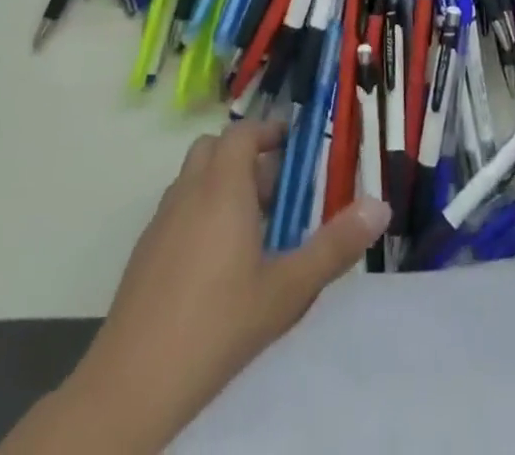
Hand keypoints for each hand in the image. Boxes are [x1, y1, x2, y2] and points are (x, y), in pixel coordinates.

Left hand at [36, 121, 389, 452]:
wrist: (133, 383)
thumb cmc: (219, 325)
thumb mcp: (288, 289)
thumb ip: (335, 246)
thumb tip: (380, 205)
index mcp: (223, 187)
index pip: (242, 132)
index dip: (268, 131)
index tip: (293, 146)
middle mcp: (189, 191)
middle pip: (215, 148)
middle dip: (247, 158)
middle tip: (277, 193)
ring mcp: (161, 220)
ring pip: (194, 178)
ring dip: (223, 183)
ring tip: (253, 230)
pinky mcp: (144, 251)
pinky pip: (178, 208)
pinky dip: (201, 211)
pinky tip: (217, 265)